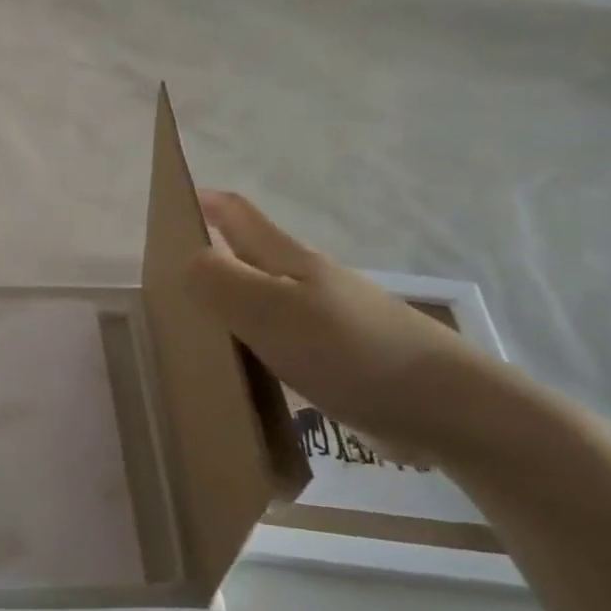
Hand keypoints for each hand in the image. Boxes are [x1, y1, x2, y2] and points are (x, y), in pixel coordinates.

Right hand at [187, 190, 525, 463]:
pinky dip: (253, 346)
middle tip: (165, 283)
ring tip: (193, 330)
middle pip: (249, 257)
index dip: (205, 203)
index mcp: (287, 260)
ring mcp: (327, 320)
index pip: (238, 215)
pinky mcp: (339, 359)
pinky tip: (243, 372)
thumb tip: (183, 262)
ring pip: (264, 301)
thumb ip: (220, 282)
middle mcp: (306, 282)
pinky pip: (281, 341)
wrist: (446, 408)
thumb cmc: (350, 349)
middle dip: (210, 258)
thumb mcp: (271, 310)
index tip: (169, 207)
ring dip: (230, 306)